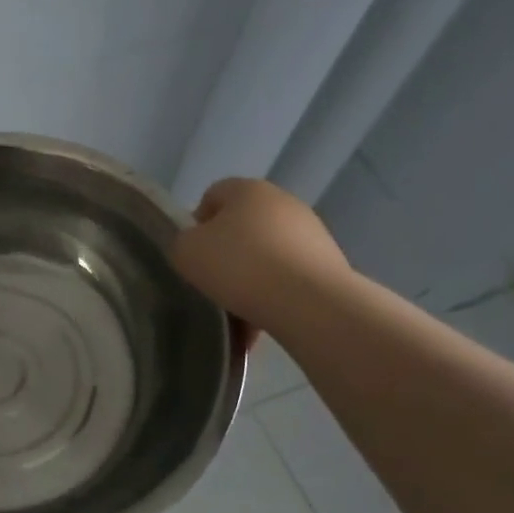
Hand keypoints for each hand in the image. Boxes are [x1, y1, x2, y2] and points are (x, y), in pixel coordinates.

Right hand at [170, 178, 350, 331]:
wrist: (310, 303)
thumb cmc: (240, 266)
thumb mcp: (186, 252)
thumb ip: (183, 243)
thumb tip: (197, 247)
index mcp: (248, 189)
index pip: (212, 196)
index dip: (197, 225)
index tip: (193, 256)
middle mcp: (283, 202)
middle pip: (241, 227)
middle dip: (226, 255)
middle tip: (212, 285)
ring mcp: (312, 232)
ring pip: (265, 256)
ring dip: (249, 280)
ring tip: (237, 314)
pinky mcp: (330, 263)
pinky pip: (288, 279)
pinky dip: (273, 297)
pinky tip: (260, 323)